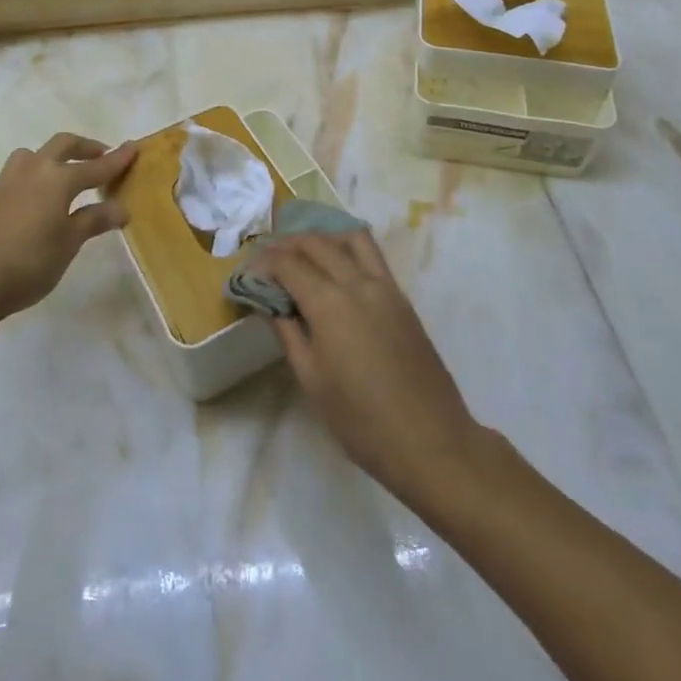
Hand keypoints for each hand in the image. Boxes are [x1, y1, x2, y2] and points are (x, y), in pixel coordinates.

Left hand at [0, 133, 136, 323]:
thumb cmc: (30, 262)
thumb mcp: (70, 243)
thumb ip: (95, 220)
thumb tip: (122, 207)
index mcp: (58, 179)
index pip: (96, 166)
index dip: (117, 159)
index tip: (134, 146)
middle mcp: (32, 171)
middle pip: (62, 145)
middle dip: (84, 147)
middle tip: (100, 156)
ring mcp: (5, 182)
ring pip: (30, 156)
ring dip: (49, 159)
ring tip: (59, 176)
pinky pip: (11, 179)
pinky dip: (26, 183)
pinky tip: (26, 204)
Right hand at [249, 228, 479, 505]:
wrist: (431, 442)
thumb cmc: (362, 421)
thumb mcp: (312, 380)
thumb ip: (289, 333)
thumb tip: (271, 304)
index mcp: (331, 304)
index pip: (289, 264)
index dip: (264, 262)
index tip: (248, 270)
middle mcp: (358, 283)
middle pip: (317, 243)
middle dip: (288, 243)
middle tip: (268, 257)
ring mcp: (386, 287)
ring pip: (350, 239)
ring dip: (322, 238)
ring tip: (303, 254)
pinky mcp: (402, 298)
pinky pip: (371, 256)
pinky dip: (346, 250)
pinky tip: (335, 270)